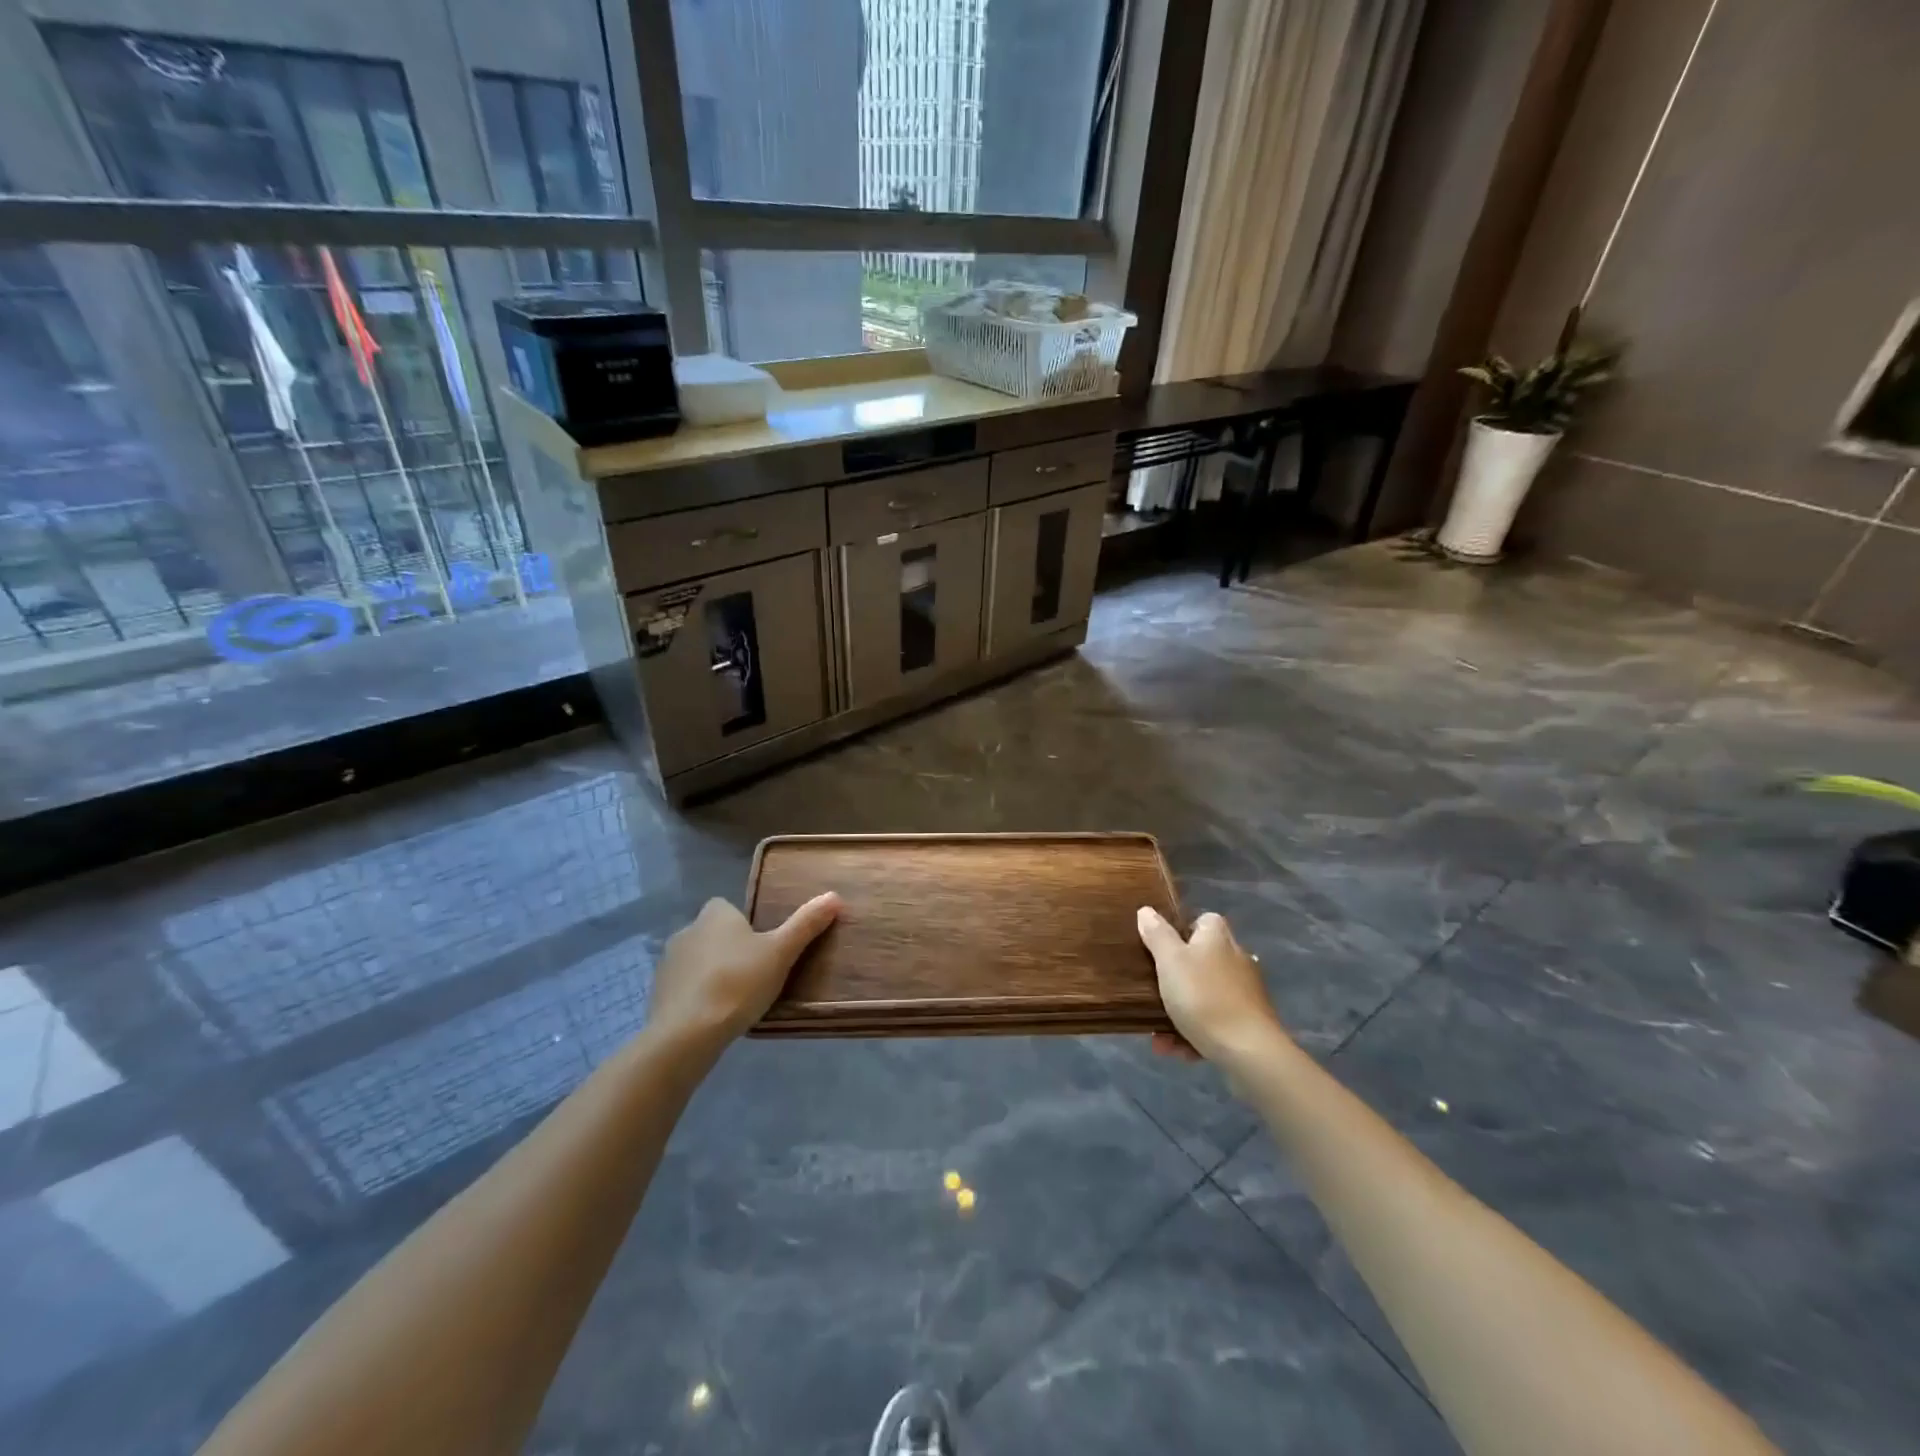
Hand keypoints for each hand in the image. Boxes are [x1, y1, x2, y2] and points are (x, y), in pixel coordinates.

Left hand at [648, 893, 840, 1052]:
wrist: (686, 1033)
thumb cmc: (738, 983)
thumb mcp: (781, 952)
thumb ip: (806, 924)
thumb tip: (834, 896)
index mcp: (715, 915)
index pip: (729, 908)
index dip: (745, 925)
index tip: (762, 947)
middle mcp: (687, 931)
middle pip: (713, 934)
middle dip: (729, 950)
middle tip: (755, 974)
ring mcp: (668, 963)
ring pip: (697, 961)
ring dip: (711, 973)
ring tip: (736, 999)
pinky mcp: (657, 994)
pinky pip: (684, 988)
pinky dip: (696, 997)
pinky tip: (713, 1017)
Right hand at [1137, 907, 1286, 1067]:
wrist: (1249, 1052)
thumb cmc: (1203, 997)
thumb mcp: (1170, 961)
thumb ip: (1157, 935)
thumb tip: (1146, 910)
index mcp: (1218, 938)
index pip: (1202, 921)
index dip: (1180, 932)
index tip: (1160, 949)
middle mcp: (1236, 959)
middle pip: (1200, 961)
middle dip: (1173, 982)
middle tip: (1152, 995)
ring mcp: (1245, 993)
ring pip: (1204, 996)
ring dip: (1179, 1015)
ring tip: (1160, 1038)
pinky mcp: (1250, 1023)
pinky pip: (1215, 1023)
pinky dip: (1196, 1035)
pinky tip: (1181, 1052)